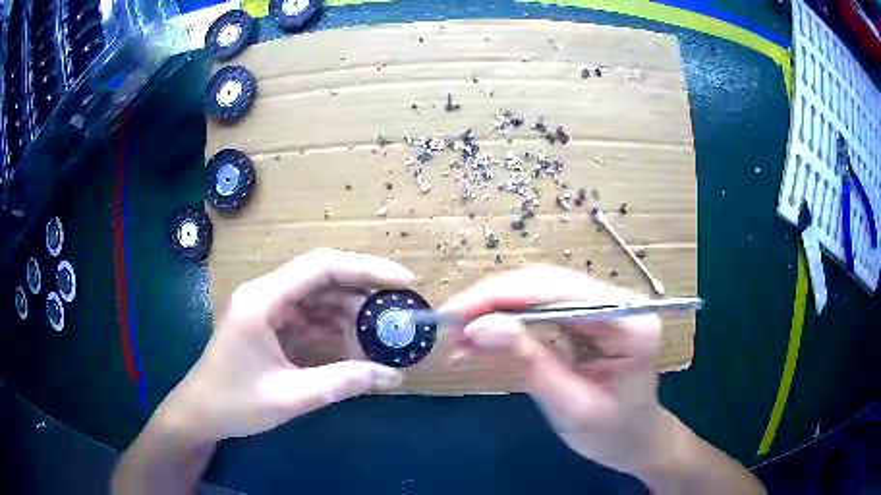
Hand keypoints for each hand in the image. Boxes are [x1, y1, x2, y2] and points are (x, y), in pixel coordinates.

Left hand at [156, 248, 414, 442]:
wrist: (199, 412)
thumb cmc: (235, 404)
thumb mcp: (291, 396)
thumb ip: (343, 382)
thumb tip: (394, 377)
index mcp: (262, 300)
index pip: (321, 267)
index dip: (366, 268)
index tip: (403, 281)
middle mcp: (263, 292)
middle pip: (321, 275)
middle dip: (363, 288)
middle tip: (399, 307)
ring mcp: (264, 305)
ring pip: (315, 293)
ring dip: (348, 307)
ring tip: (381, 327)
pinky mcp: (266, 320)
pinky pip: (306, 312)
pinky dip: (331, 323)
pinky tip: (351, 341)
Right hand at [441, 265, 665, 474]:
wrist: (635, 441)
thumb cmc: (612, 434)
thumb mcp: (570, 406)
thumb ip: (528, 363)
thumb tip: (478, 328)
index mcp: (631, 325)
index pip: (561, 293)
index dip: (504, 297)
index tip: (457, 314)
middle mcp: (621, 303)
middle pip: (548, 283)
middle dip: (494, 299)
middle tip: (450, 323)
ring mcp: (606, 306)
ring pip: (540, 290)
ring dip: (496, 309)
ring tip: (460, 335)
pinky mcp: (590, 317)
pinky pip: (542, 308)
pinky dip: (508, 321)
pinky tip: (483, 338)